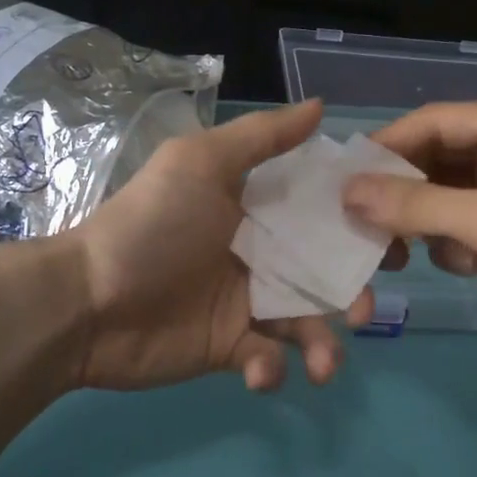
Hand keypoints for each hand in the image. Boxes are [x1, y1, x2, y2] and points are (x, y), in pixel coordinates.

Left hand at [66, 99, 372, 391]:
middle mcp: (259, 254)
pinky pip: (267, 361)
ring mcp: (244, 304)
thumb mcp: (200, 164)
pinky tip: (257, 369)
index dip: (357, 223)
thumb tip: (322, 106)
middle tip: (360, 310)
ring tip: (324, 364)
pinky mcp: (229, 349)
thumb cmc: (150, 226)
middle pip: (323, 273)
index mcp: (257, 210)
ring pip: (304, 324)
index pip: (320, 213)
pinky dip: (271, 370)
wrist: (85, 302)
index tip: (392, 235)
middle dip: (350, 293)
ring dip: (323, 345)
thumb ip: (261, 137)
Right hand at [341, 99, 476, 358]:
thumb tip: (347, 193)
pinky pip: (464, 220)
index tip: (343, 184)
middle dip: (404, 197)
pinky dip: (454, 243)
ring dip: (427, 225)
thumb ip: (417, 205)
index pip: (433, 122)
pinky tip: (468, 266)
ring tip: (413, 257)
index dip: (385, 150)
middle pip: (435, 159)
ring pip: (444, 194)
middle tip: (368, 231)